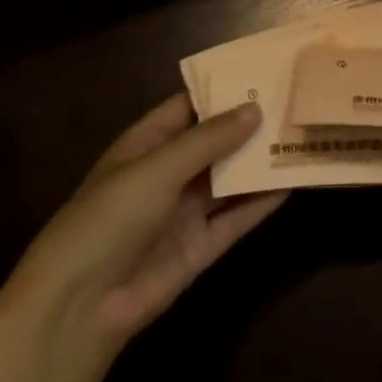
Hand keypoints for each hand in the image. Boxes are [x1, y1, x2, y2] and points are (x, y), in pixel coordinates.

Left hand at [0, 95, 285, 364]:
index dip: (223, 90)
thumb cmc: (109, 219)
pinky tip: (293, 182)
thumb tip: (256, 108)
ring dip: (260, 161)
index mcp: (145, 145)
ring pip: (230, 179)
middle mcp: (167, 174)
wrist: (79, 309)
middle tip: (295, 101)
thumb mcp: (158, 168)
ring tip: (302, 136)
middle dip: (250, 124)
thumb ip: (209, 140)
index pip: (189, 107)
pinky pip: (236, 218)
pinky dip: (262, 202)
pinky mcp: (200, 247)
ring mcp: (184, 212)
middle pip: (215, 142)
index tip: (264, 72)